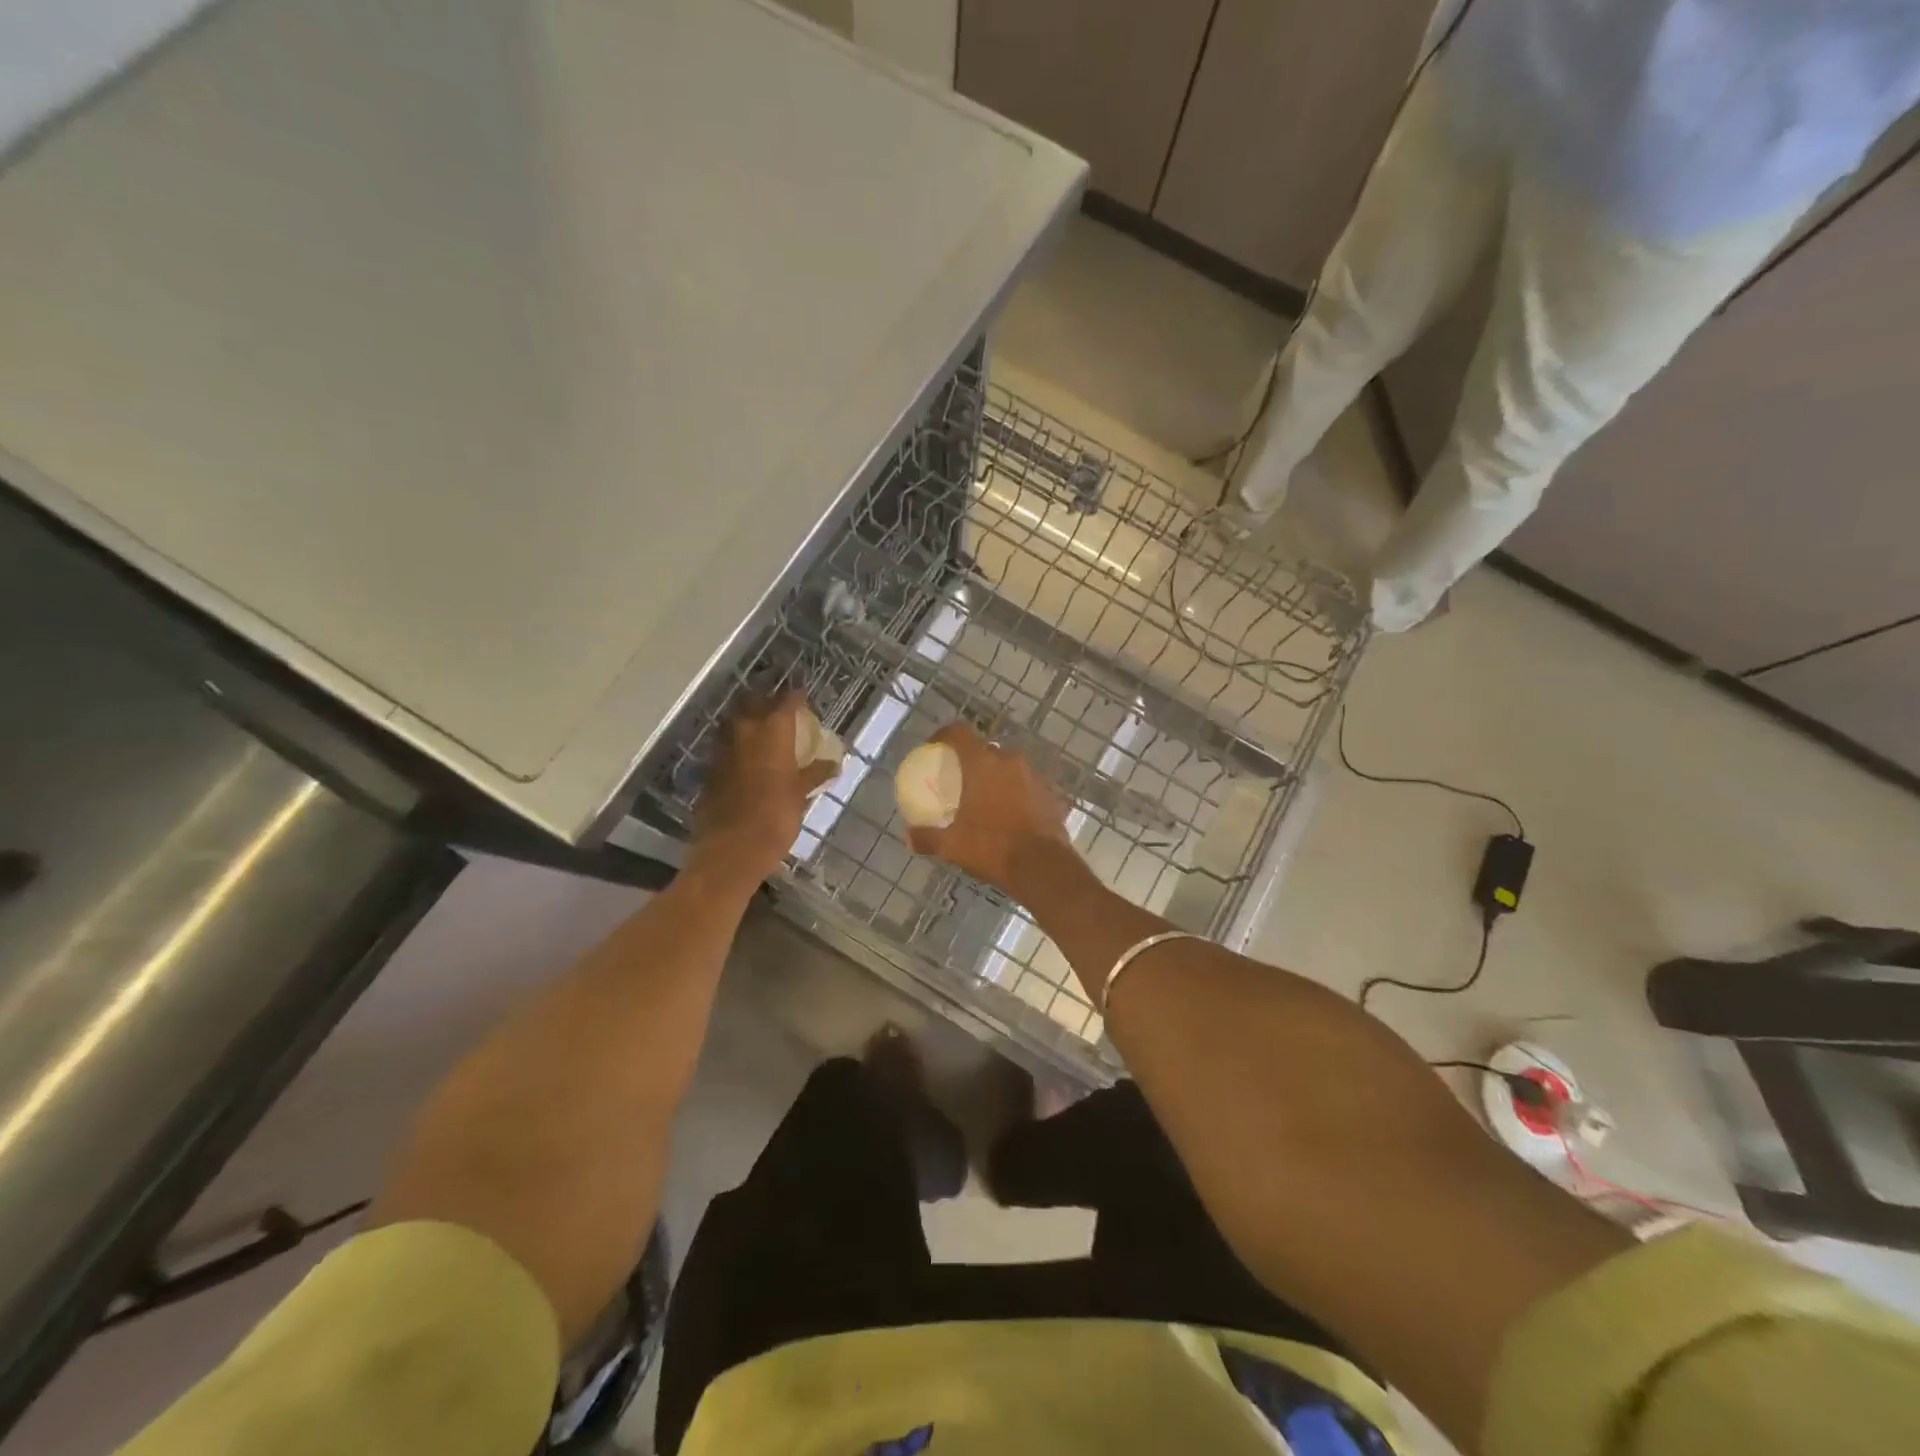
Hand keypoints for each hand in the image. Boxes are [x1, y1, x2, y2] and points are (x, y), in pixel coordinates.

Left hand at [688, 692, 835, 889]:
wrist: (730, 850)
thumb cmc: (775, 819)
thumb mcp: (800, 795)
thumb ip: (815, 774)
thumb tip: (834, 763)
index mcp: (772, 732)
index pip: (787, 702)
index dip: (797, 697)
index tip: (804, 698)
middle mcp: (744, 731)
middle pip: (753, 702)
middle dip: (766, 701)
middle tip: (780, 709)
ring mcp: (722, 749)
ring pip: (733, 721)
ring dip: (747, 719)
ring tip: (762, 730)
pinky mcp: (709, 768)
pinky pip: (724, 745)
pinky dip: (736, 744)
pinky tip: (745, 757)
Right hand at [904, 723, 1071, 895]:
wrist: (1042, 866)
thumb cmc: (992, 847)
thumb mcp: (952, 846)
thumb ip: (928, 837)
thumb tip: (909, 837)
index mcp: (982, 764)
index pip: (959, 733)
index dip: (944, 735)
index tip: (933, 747)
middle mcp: (1009, 761)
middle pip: (985, 751)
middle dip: (971, 761)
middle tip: (960, 781)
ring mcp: (1034, 776)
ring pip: (1009, 768)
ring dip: (996, 778)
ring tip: (986, 799)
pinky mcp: (1050, 794)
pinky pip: (1027, 786)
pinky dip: (1016, 794)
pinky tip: (1010, 815)